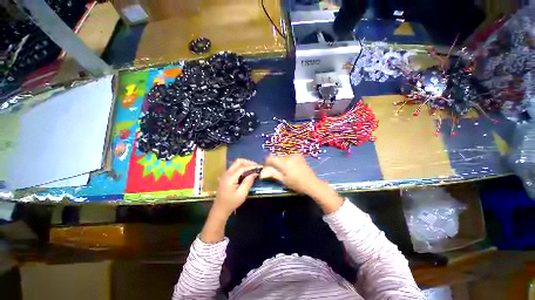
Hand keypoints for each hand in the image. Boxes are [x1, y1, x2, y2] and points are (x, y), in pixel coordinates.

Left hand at [213, 158, 259, 216]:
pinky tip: (247, 172)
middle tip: (256, 167)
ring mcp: (225, 174)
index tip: (260, 167)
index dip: (252, 166)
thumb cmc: (231, 202)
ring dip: (245, 164)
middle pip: (238, 161)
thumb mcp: (242, 194)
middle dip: (248, 162)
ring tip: (253, 169)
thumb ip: (248, 182)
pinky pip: (235, 167)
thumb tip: (254, 173)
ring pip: (236, 163)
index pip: (242, 167)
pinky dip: (242, 167)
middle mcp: (227, 173)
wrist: (220, 208)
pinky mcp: (226, 176)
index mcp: (230, 177)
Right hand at [261, 154, 342, 213]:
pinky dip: (287, 160)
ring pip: (283, 156)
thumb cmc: (297, 184)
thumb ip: (273, 174)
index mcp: (284, 163)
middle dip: (274, 162)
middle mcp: (289, 156)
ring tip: (285, 170)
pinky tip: (291, 167)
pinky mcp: (299, 156)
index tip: (266, 167)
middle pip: (277, 157)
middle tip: (276, 170)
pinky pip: (289, 156)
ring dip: (281, 161)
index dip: (267, 162)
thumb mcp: (283, 180)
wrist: (312, 183)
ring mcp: (295, 155)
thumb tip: (262, 171)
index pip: (270, 158)